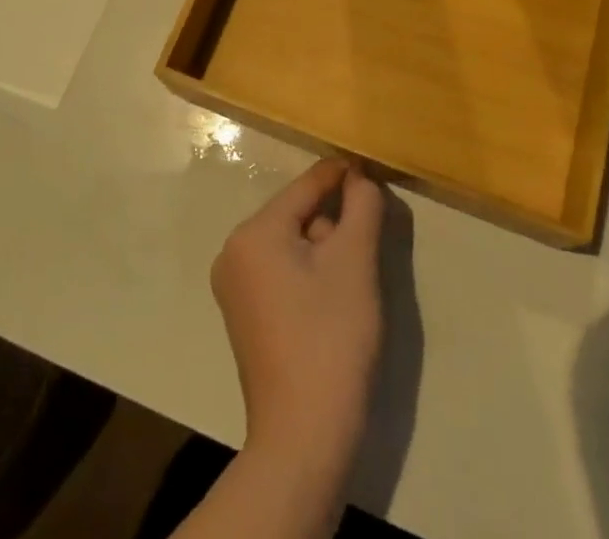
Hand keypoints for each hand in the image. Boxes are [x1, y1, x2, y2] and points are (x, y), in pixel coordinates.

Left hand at [212, 159, 383, 474]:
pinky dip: (310, 273)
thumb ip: (361, 206)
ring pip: (292, 243)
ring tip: (354, 280)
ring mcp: (235, 286)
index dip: (343, 175)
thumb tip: (359, 175)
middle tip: (369, 243)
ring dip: (326, 250)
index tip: (374, 169)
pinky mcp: (245, 316)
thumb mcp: (355, 261)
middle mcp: (234, 251)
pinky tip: (333, 301)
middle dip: (335, 222)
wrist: (304, 438)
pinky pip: (282, 271)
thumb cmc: (331, 338)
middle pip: (298, 214)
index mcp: (254, 232)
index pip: (306, 185)